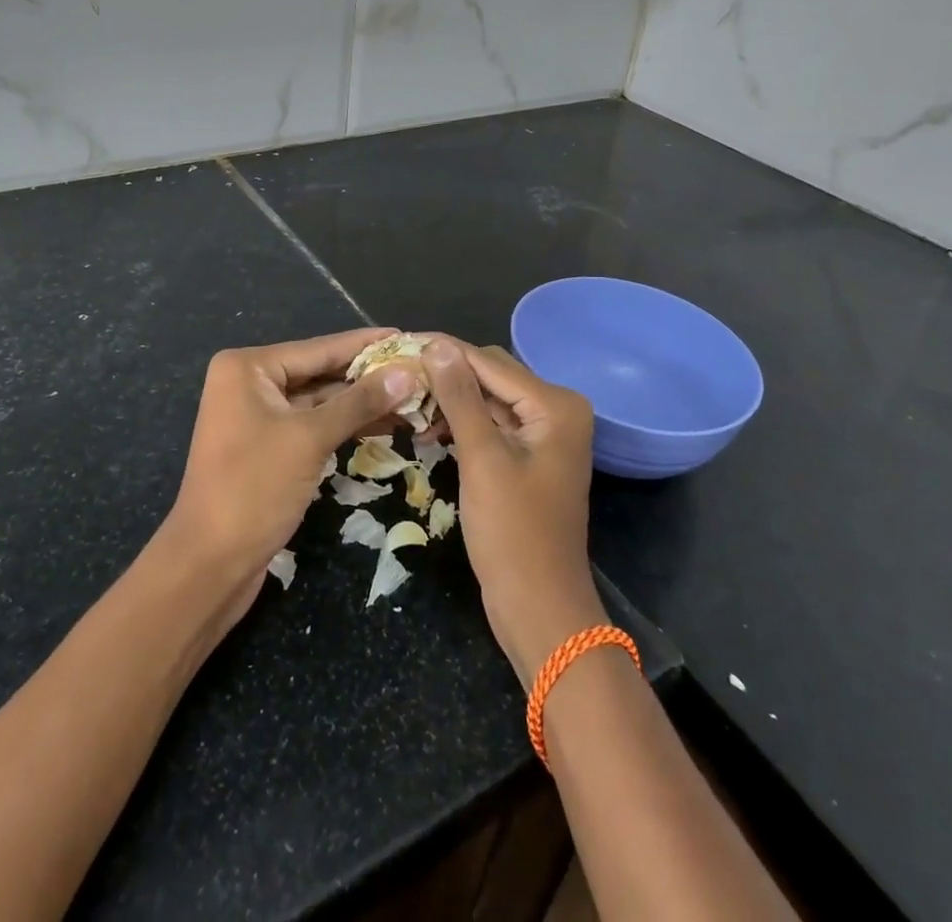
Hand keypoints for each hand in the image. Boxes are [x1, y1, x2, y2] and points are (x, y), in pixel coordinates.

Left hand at [161, 329, 420, 622]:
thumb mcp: (310, 439)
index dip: (365, 344)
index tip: (407, 336)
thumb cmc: (254, 488)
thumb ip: (359, 403)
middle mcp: (249, 383)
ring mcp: (257, 416)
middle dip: (368, 376)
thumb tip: (406, 373)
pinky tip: (384, 425)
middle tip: (418, 370)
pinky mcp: (268, 447)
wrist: (210, 564)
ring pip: (319, 401)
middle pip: (320, 372)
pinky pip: (312, 425)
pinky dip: (344, 425)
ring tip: (412, 398)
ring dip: (361, 403)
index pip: (319, 348)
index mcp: (248, 367)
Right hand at [423, 339, 607, 683]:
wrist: (539, 608)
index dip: (442, 351)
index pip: (489, 362)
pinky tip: (428, 430)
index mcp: (555, 404)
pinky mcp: (528, 456)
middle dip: (445, 375)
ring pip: (488, 398)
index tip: (396, 342)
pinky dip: (461, 423)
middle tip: (396, 374)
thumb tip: (436, 344)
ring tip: (406, 403)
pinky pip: (491, 424)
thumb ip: (459, 397)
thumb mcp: (482, 458)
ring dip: (449, 400)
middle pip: (491, 375)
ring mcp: (544, 434)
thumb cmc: (512, 533)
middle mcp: (556, 409)